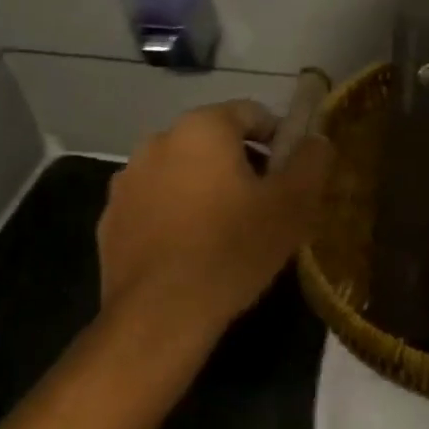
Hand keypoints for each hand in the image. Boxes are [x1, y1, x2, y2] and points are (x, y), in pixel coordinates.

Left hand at [96, 101, 333, 353]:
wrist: (161, 314)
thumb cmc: (233, 249)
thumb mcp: (292, 205)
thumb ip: (311, 162)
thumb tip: (317, 140)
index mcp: (202, 128)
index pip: (251, 113)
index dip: (278, 140)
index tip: (289, 176)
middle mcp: (158, 141)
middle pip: (214, 141)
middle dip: (241, 165)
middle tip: (263, 206)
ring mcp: (127, 181)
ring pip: (181, 172)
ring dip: (205, 188)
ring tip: (226, 231)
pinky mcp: (110, 219)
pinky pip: (154, 204)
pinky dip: (174, 215)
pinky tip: (190, 251)